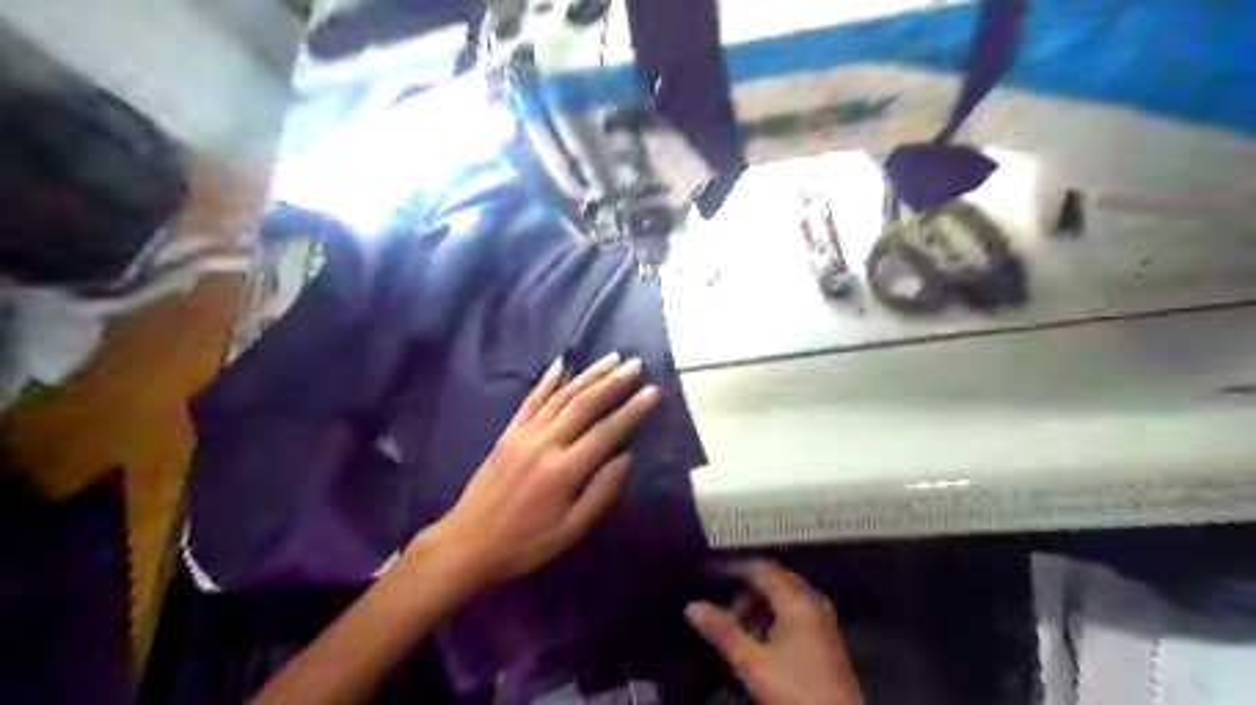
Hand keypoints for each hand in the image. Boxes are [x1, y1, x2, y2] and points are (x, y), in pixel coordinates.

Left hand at [422, 353, 657, 588]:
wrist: (468, 543)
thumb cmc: (525, 543)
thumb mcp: (571, 530)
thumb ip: (601, 492)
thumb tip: (626, 457)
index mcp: (564, 470)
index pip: (607, 432)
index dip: (632, 410)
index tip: (653, 392)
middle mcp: (545, 443)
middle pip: (585, 404)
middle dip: (613, 382)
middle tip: (635, 365)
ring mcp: (523, 434)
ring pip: (561, 396)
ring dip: (588, 375)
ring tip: (611, 358)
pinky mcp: (508, 433)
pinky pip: (530, 401)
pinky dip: (547, 381)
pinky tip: (560, 364)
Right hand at [686, 562, 863, 704]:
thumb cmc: (794, 692)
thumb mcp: (752, 664)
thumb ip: (723, 632)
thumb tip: (693, 606)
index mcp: (797, 601)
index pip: (762, 569)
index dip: (735, 568)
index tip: (710, 574)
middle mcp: (813, 603)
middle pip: (775, 581)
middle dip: (747, 590)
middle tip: (722, 605)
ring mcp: (823, 622)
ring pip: (786, 599)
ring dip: (760, 607)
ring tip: (738, 628)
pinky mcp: (827, 641)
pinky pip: (796, 614)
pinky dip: (774, 619)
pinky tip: (761, 641)